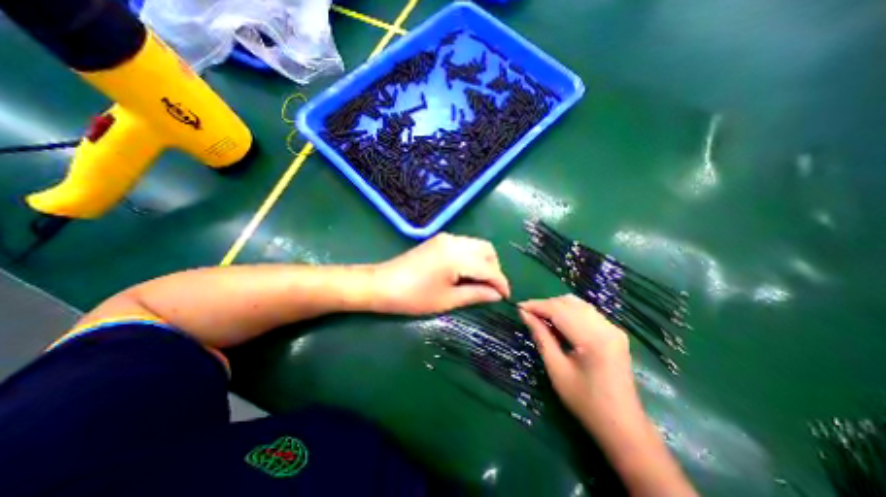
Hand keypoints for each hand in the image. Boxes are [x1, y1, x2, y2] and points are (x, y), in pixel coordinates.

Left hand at [371, 234, 507, 314]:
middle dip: (494, 269)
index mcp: (457, 256)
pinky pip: (465, 245)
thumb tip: (498, 295)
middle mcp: (455, 241)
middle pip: (487, 250)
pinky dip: (472, 257)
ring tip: (479, 283)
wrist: (381, 284)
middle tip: (491, 289)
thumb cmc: (413, 297)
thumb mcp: (447, 300)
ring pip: (476, 246)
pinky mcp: (439, 240)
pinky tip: (465, 272)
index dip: (501, 283)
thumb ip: (476, 294)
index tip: (507, 297)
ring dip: (484, 262)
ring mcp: (446, 238)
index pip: (489, 268)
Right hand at [521, 295, 699, 496]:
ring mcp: (613, 329)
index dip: (537, 305)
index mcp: (593, 339)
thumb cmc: (585, 402)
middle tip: (528, 314)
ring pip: (578, 305)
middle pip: (569, 303)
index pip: (559, 310)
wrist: (623, 427)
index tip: (519, 307)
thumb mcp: (556, 369)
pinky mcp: (614, 333)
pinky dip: (569, 312)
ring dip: (557, 306)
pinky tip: (558, 323)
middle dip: (546, 305)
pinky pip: (587, 312)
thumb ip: (541, 336)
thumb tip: (524, 314)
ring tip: (540, 317)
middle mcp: (606, 327)